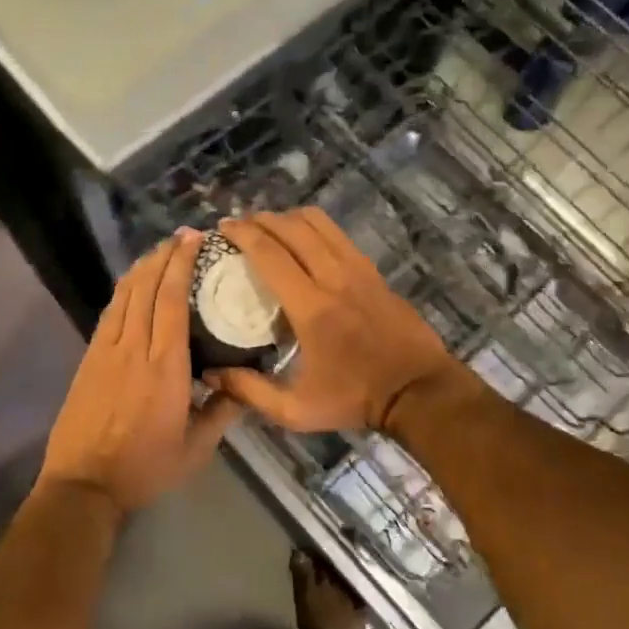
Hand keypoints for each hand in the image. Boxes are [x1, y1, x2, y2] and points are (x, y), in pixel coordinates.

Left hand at [40, 231, 242, 514]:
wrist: (83, 485)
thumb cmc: (145, 468)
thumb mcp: (196, 450)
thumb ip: (222, 413)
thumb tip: (242, 385)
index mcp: (165, 367)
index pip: (172, 301)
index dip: (181, 265)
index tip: (194, 241)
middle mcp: (134, 348)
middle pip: (146, 288)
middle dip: (164, 256)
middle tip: (183, 236)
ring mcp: (106, 351)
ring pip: (124, 295)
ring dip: (142, 268)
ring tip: (160, 251)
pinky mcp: (89, 359)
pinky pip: (109, 313)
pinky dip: (123, 290)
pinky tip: (133, 284)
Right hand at [212, 209, 462, 434]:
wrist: (418, 390)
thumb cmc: (354, 399)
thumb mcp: (296, 410)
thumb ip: (250, 391)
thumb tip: (210, 374)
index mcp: (311, 308)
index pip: (270, 255)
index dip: (243, 235)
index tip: (222, 228)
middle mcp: (334, 278)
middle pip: (293, 229)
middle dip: (261, 219)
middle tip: (239, 225)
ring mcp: (358, 270)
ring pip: (319, 224)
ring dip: (289, 218)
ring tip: (269, 226)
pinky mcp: (374, 272)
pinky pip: (338, 235)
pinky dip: (314, 228)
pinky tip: (304, 240)